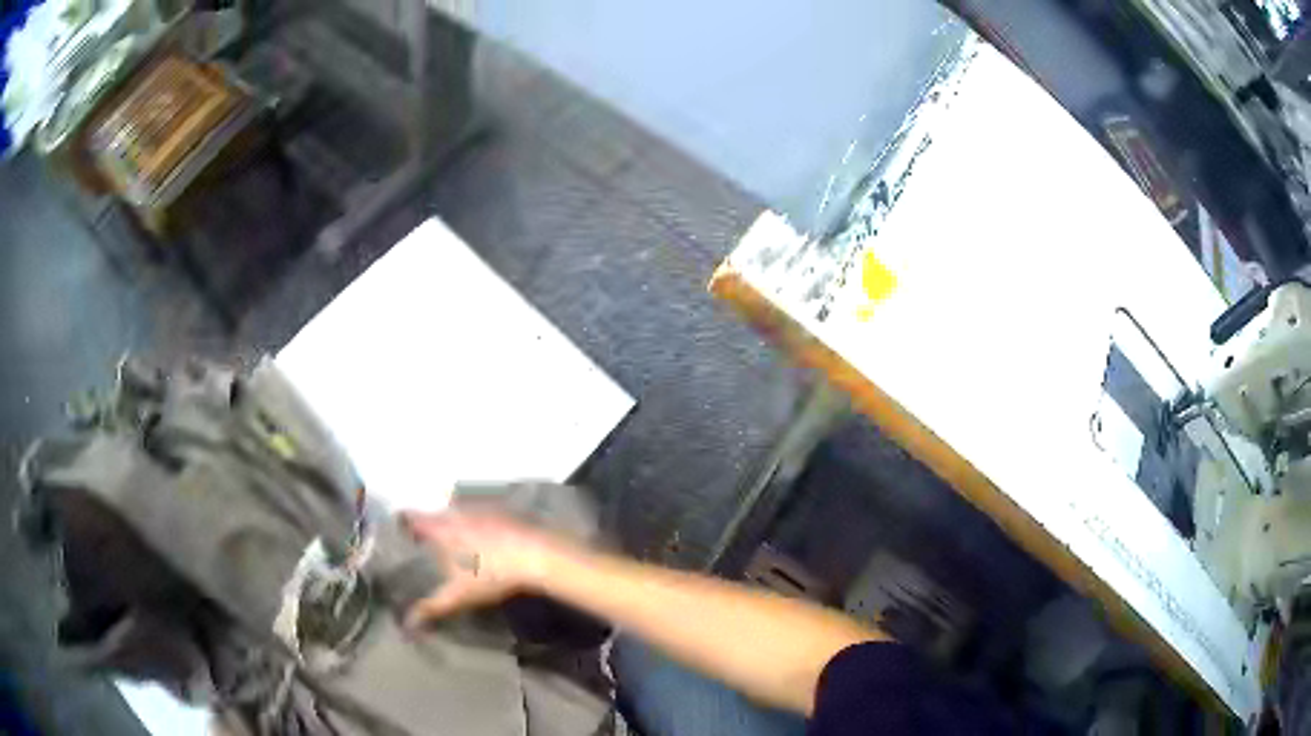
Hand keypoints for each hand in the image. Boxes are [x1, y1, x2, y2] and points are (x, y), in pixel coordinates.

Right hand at [400, 511, 569, 628]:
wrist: (537, 556)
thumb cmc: (492, 574)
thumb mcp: (459, 595)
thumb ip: (432, 607)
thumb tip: (406, 624)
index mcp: (442, 528)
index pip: (412, 518)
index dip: (403, 523)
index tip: (398, 532)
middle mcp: (458, 513)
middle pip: (435, 515)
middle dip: (428, 526)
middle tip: (422, 541)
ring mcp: (482, 510)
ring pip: (458, 513)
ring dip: (452, 524)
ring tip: (450, 542)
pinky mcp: (503, 514)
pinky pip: (480, 516)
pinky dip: (475, 525)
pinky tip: (482, 540)